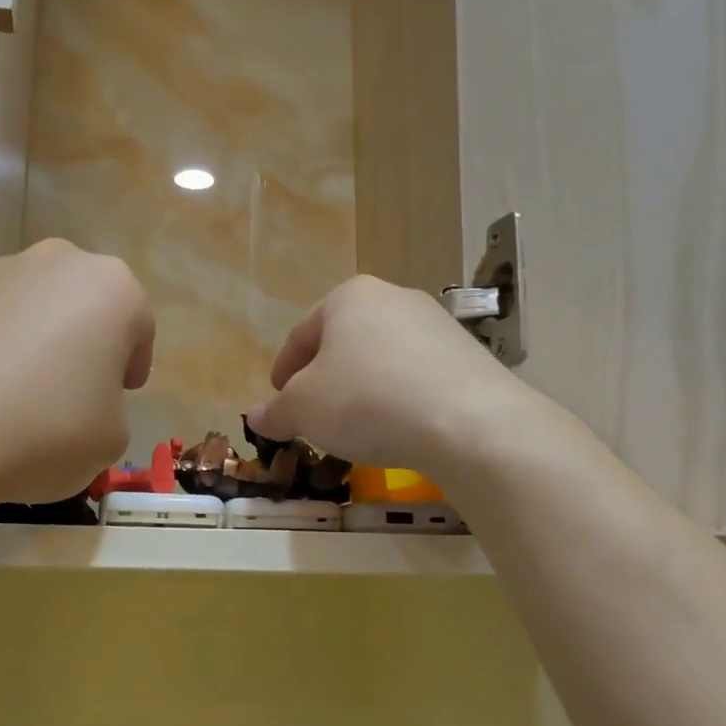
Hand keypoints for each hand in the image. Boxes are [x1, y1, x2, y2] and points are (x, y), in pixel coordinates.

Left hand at [0, 240, 153, 507]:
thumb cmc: (45, 429)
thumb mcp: (113, 438)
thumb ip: (112, 408)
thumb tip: (82, 400)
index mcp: (112, 288)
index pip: (140, 329)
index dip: (131, 370)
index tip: (117, 400)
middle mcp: (60, 262)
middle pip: (87, 309)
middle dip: (87, 347)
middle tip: (74, 395)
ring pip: (39, 311)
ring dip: (41, 345)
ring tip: (22, 399)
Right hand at [247, 275, 533, 484]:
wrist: (469, 423)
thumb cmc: (367, 401)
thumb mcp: (303, 410)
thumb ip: (276, 411)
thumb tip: (256, 417)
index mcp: (349, 297)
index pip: (301, 334)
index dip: (283, 370)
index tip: (278, 400)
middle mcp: (394, 298)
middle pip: (343, 343)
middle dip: (323, 379)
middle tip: (313, 414)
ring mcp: (436, 325)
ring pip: (381, 359)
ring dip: (360, 389)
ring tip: (354, 426)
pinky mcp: (468, 356)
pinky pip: (415, 376)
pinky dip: (396, 398)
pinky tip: (395, 428)